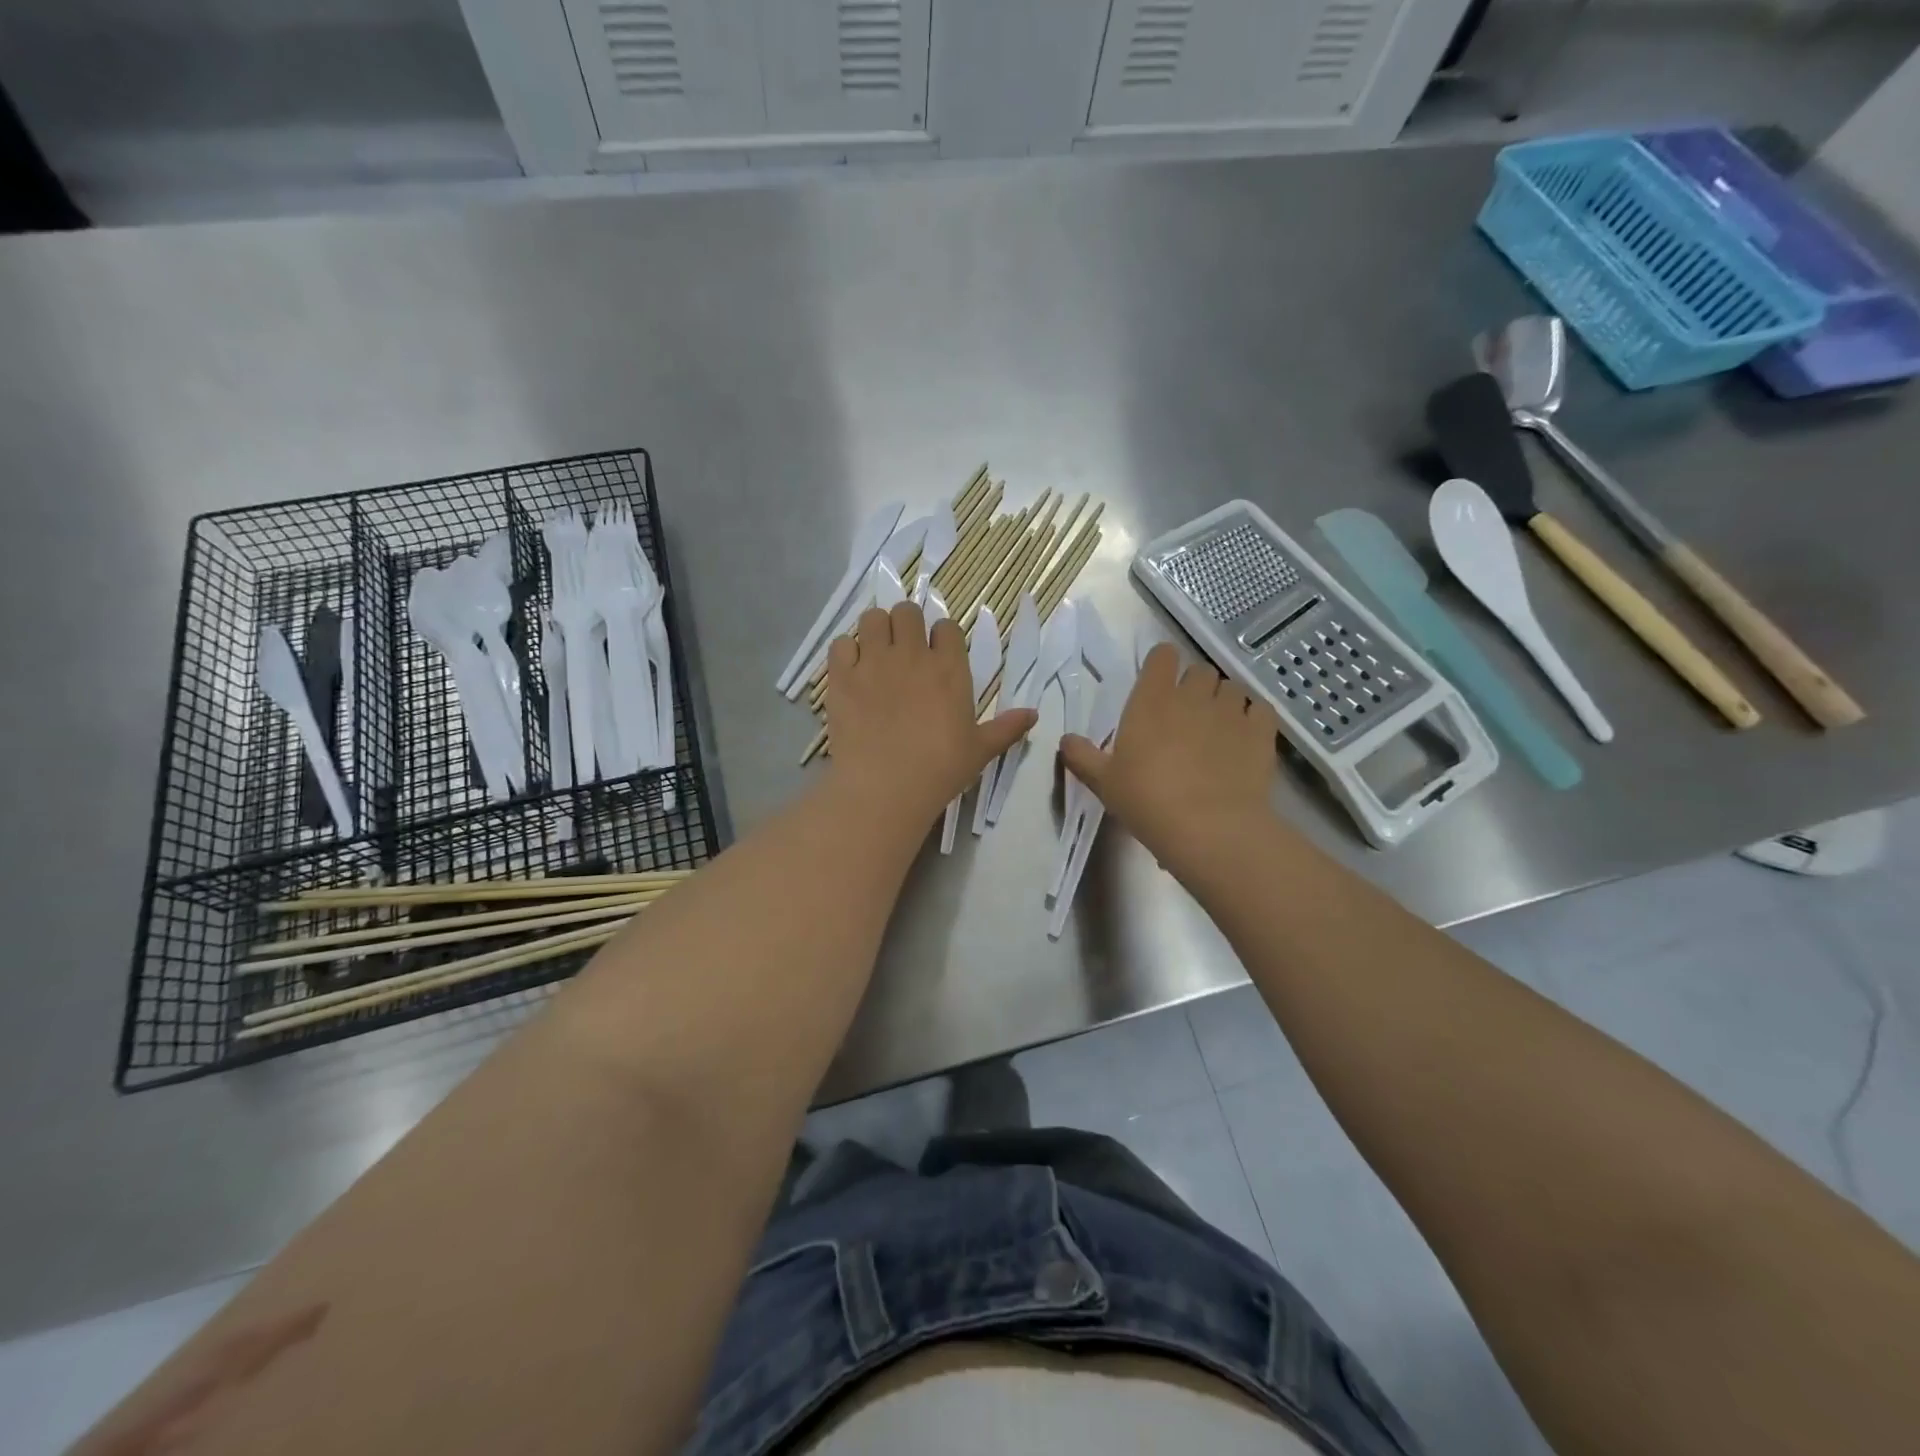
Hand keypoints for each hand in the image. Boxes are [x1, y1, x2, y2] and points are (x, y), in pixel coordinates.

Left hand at [825, 601, 1035, 830]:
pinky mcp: (841, 676)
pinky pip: (840, 643)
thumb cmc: (940, 770)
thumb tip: (1034, 714)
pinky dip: (846, 651)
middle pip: (907, 612)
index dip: (942, 638)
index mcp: (949, 668)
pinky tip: (851, 670)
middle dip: (907, 625)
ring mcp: (873, 662)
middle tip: (904, 651)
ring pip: (873, 619)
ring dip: (876, 630)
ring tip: (876, 654)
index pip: (947, 627)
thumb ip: (1006, 728)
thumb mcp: (980, 750)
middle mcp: (911, 654)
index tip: (937, 656)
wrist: (884, 788)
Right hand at [1059, 644, 1280, 878]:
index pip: (1162, 657)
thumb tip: (1065, 740)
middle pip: (1199, 671)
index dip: (1161, 665)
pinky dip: (1253, 717)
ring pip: (1232, 687)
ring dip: (1224, 701)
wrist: (1209, 828)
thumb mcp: (1104, 782)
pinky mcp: (1261, 731)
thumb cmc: (1147, 800)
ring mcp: (1231, 711)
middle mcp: (1192, 695)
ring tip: (1218, 729)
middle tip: (1186, 716)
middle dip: (1194, 686)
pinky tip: (1245, 738)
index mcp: (1151, 700)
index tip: (1158, 685)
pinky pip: (1260, 709)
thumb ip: (1082, 756)